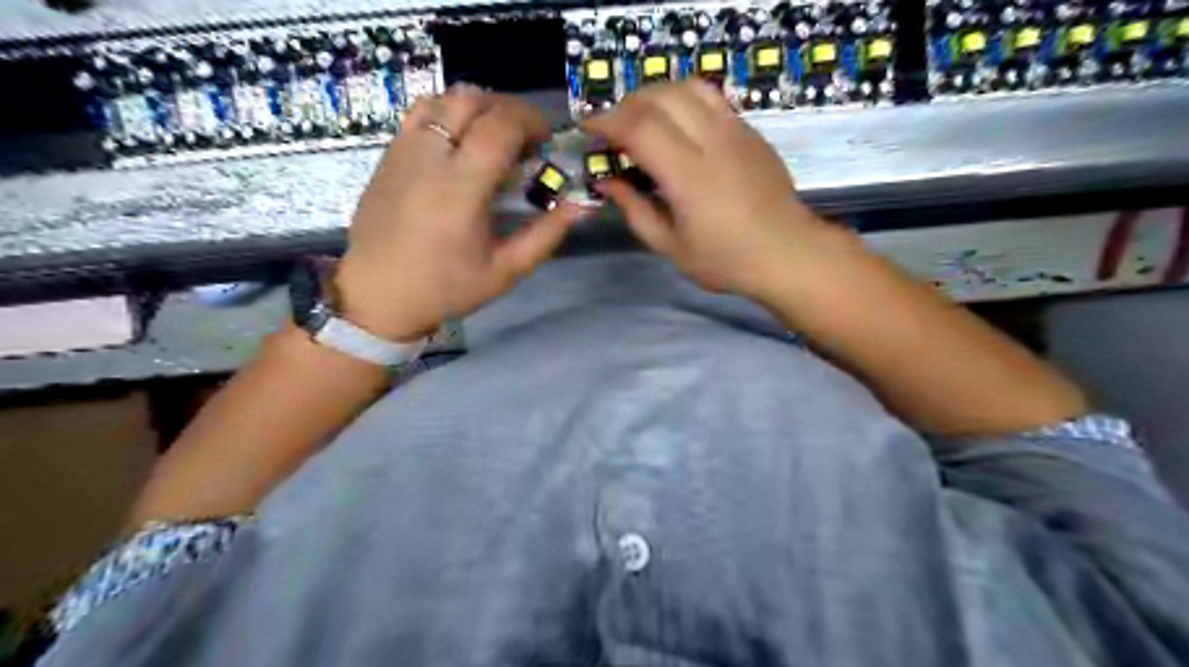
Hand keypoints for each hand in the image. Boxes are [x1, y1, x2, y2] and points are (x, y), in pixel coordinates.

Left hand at [336, 84, 585, 340]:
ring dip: (478, 107)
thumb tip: (580, 205)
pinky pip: (421, 112)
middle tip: (525, 139)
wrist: (377, 295)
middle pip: (472, 100)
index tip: (546, 141)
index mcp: (459, 191)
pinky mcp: (388, 154)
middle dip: (508, 110)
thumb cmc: (445, 288)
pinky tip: (461, 142)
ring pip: (443, 98)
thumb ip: (545, 235)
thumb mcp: (505, 271)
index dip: (531, 121)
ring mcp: (403, 152)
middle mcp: (428, 159)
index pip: (499, 127)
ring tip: (494, 137)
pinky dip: (450, 113)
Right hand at [583, 77, 829, 292]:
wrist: (787, 252)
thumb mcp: (670, 248)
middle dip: (625, 105)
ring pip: (687, 87)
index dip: (606, 121)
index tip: (587, 129)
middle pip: (659, 97)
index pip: (639, 126)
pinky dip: (683, 98)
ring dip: (655, 94)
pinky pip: (711, 97)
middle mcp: (711, 142)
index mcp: (688, 176)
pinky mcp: (750, 130)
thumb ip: (635, 211)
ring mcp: (735, 131)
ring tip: (641, 117)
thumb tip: (607, 183)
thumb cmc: (726, 260)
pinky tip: (676, 122)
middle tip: (611, 128)